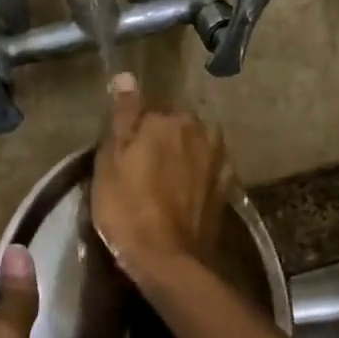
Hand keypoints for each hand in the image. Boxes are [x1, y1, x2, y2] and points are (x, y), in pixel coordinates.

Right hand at [91, 73, 233, 280]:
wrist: (168, 259)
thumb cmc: (128, 208)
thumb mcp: (110, 161)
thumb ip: (123, 116)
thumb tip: (127, 77)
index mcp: (169, 119)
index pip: (148, 110)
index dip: (134, 130)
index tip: (124, 152)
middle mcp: (200, 130)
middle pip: (176, 125)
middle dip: (163, 138)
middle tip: (142, 168)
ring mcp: (219, 158)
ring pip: (195, 144)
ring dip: (183, 154)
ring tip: (165, 181)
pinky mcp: (228, 186)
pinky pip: (209, 168)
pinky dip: (199, 174)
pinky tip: (186, 191)